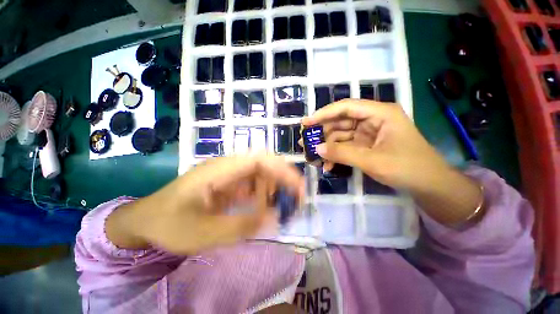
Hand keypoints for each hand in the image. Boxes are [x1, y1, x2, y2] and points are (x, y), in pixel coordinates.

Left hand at [106, 156, 304, 254]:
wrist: (146, 220)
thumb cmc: (170, 224)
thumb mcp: (204, 232)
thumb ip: (242, 226)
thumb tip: (275, 219)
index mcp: (219, 170)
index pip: (258, 160)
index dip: (281, 170)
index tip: (298, 186)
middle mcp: (227, 167)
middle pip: (263, 165)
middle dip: (283, 178)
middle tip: (298, 197)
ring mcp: (229, 175)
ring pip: (260, 175)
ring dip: (274, 188)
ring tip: (284, 207)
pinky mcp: (229, 185)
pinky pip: (252, 186)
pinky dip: (264, 195)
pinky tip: (267, 208)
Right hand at [302, 99, 449, 191]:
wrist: (429, 186)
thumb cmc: (407, 168)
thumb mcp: (372, 160)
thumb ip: (342, 153)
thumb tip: (317, 148)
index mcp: (380, 113)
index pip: (345, 107)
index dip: (323, 114)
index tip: (306, 122)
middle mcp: (372, 119)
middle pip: (340, 122)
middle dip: (322, 133)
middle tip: (305, 143)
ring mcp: (368, 133)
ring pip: (341, 136)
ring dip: (328, 147)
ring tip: (314, 158)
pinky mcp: (366, 145)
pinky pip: (346, 147)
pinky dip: (337, 155)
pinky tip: (328, 165)